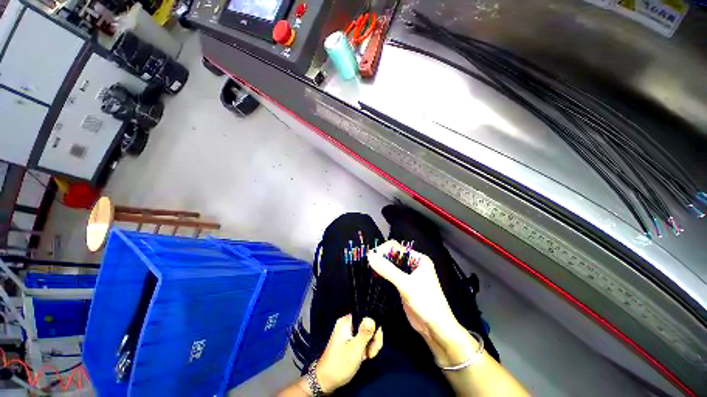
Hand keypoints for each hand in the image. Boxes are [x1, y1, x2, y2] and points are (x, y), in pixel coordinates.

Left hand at [315, 314, 382, 393]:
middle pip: (368, 324)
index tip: (375, 342)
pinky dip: (366, 347)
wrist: (325, 382)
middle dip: (373, 338)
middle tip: (371, 354)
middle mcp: (347, 323)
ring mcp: (348, 331)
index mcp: (346, 321)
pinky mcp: (349, 339)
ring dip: (370, 345)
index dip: (374, 327)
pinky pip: (363, 338)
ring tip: (367, 357)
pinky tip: (364, 357)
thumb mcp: (355, 349)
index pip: (366, 315)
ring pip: (367, 332)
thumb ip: (365, 333)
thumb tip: (371, 317)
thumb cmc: (340, 365)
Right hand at [368, 240, 471, 365]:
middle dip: (381, 258)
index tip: (370, 257)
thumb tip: (370, 257)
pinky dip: (383, 275)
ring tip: (369, 269)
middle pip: (393, 255)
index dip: (383, 250)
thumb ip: (388, 270)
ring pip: (391, 265)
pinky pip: (391, 275)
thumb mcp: (406, 285)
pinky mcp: (404, 285)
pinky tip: (375, 277)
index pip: (397, 248)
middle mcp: (413, 264)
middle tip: (368, 263)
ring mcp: (408, 275)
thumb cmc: (426, 303)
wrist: (436, 329)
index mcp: (418, 259)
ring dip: (381, 266)